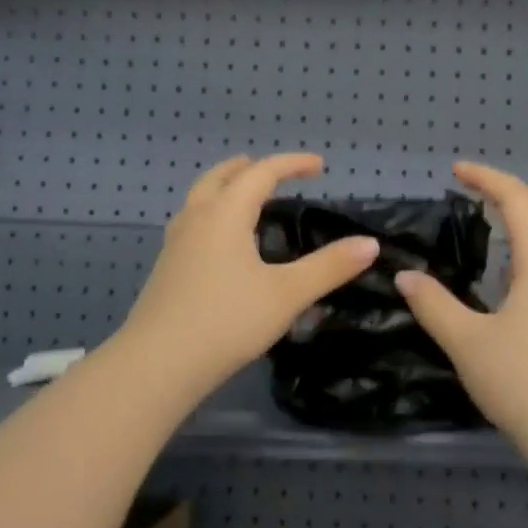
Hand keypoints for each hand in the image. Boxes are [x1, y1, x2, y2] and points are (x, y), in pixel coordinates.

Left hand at [117, 153, 379, 398]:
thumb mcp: (287, 294)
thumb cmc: (227, 321)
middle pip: (221, 178)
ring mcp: (175, 243)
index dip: (292, 164)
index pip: (262, 173)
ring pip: (200, 199)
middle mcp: (196, 218)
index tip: (319, 165)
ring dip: (225, 189)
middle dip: (249, 169)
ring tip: (245, 200)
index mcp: (225, 213)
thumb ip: (329, 267)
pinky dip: (213, 215)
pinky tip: (222, 245)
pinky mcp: (166, 269)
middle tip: (273, 172)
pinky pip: (192, 224)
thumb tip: (369, 244)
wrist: (158, 363)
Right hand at [395, 162, 527, 445]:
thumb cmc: (524, 383)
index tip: (457, 171)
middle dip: (509, 190)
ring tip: (490, 218)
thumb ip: (434, 304)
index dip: (488, 179)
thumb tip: (406, 275)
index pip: (519, 202)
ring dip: (525, 215)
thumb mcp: (467, 343)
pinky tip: (509, 269)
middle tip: (472, 188)